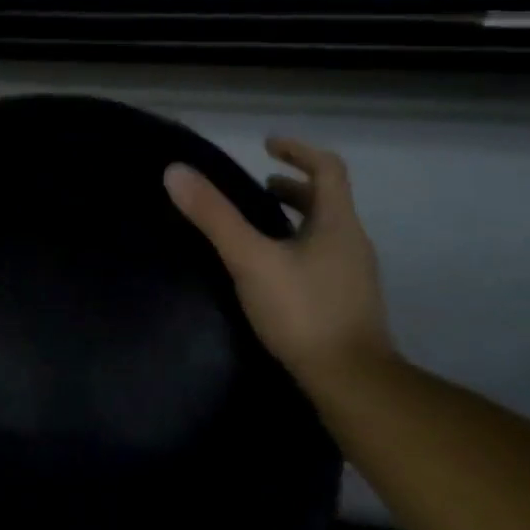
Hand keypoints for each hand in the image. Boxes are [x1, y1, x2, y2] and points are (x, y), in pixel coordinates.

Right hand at [164, 136, 393, 386]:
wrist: (352, 383)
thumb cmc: (303, 312)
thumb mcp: (250, 259)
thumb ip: (214, 216)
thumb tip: (176, 171)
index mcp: (337, 223)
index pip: (327, 169)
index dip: (298, 151)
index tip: (267, 146)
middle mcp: (352, 243)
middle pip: (327, 201)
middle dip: (294, 188)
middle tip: (259, 187)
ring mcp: (353, 276)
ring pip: (325, 233)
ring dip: (295, 219)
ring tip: (260, 227)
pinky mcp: (347, 304)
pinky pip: (322, 260)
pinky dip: (297, 248)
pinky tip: (271, 272)